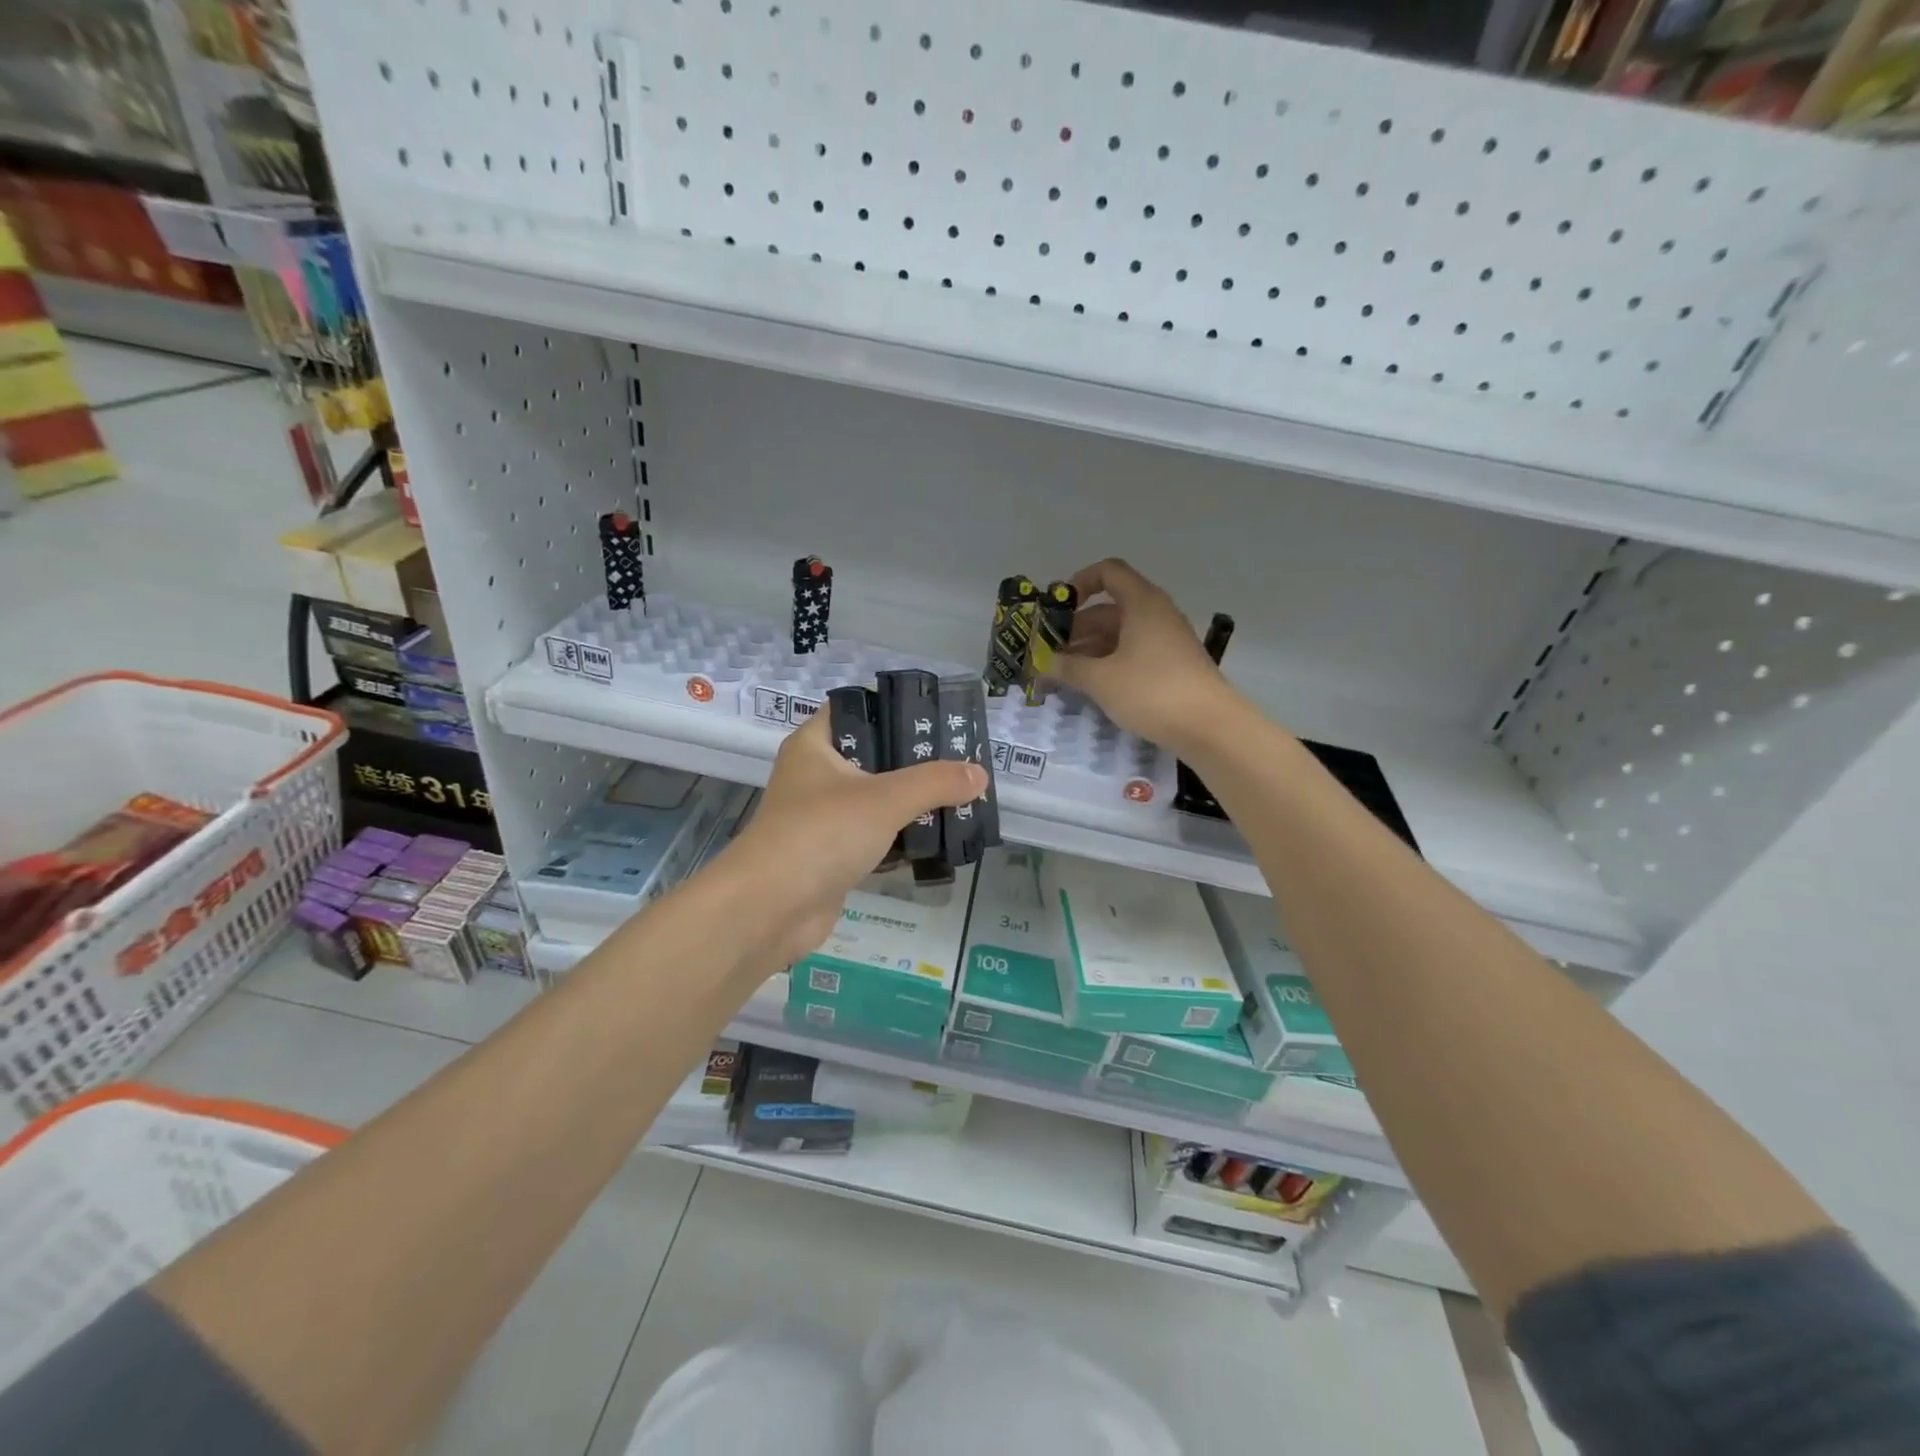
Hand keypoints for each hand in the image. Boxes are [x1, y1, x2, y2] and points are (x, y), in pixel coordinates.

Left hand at [716, 714, 986, 970]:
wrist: (770, 909)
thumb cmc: (822, 834)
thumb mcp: (885, 799)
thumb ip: (935, 783)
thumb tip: (980, 774)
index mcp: (815, 745)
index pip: (856, 710)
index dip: (895, 708)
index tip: (938, 716)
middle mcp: (815, 776)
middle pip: (873, 757)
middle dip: (916, 762)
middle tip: (961, 760)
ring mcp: (822, 818)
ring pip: (876, 800)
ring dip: (913, 803)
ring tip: (960, 796)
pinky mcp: (832, 855)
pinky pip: (875, 837)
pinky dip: (902, 839)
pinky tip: (939, 839)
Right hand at [1053, 558, 1236, 751]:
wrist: (1209, 726)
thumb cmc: (1151, 691)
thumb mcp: (1100, 679)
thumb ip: (1067, 667)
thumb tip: (1042, 662)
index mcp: (1141, 603)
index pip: (1108, 572)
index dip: (1080, 582)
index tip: (1057, 608)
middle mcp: (1156, 614)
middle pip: (1109, 609)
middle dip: (1076, 629)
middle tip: (1049, 654)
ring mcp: (1166, 641)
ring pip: (1120, 635)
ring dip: (1090, 650)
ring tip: (1064, 674)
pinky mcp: (1172, 666)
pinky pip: (1133, 654)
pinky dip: (1110, 663)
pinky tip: (1092, 687)